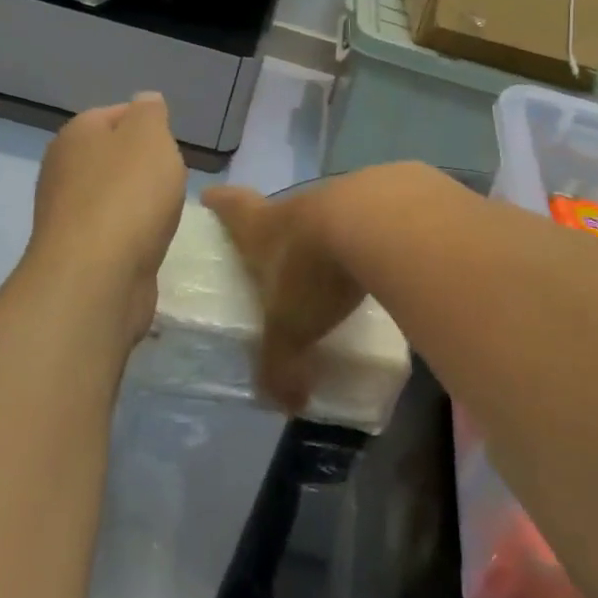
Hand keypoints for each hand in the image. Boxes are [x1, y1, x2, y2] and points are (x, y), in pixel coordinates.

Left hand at [25, 93, 187, 350]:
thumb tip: (145, 102)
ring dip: (139, 203)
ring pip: (113, 195)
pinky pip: (112, 230)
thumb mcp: (151, 136)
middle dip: (145, 167)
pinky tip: (149, 242)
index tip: (172, 146)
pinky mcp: (77, 251)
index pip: (116, 114)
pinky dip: (132, 233)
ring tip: (164, 214)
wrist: (97, 276)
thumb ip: (150, 113)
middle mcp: (63, 169)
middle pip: (114, 157)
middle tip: (172, 180)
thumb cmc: (129, 194)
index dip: (149, 125)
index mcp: (76, 134)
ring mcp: (66, 213)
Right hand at [203, 181, 364, 413]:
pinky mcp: (386, 196)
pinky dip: (373, 237)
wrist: (380, 222)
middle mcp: (299, 205)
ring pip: (329, 213)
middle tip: (278, 252)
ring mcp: (343, 194)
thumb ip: (281, 367)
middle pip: (282, 211)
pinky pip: (372, 219)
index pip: (232, 206)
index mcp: (263, 226)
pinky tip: (384, 261)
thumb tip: (287, 403)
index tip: (211, 195)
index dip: (220, 203)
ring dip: (330, 234)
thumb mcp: (289, 330)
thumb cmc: (313, 271)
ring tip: (338, 266)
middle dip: (278, 229)